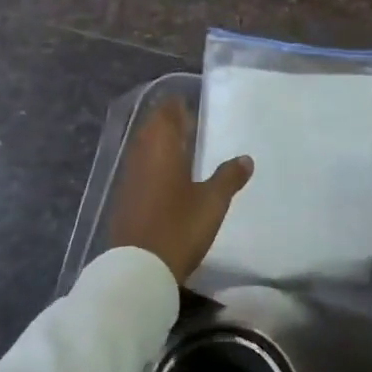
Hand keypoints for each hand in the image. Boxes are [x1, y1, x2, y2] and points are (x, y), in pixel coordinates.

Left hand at [108, 98, 253, 283]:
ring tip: (183, 146)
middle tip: (190, 123)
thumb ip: (229, 177)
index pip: (166, 113)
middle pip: (152, 128)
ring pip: (145, 148)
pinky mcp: (125, 198)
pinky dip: (154, 163)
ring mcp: (130, 177)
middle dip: (168, 122)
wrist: (138, 268)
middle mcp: (142, 155)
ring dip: (160, 142)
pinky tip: (169, 176)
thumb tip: (246, 158)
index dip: (177, 106)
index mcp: (162, 148)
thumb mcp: (212, 202)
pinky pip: (140, 167)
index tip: (191, 103)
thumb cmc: (179, 227)